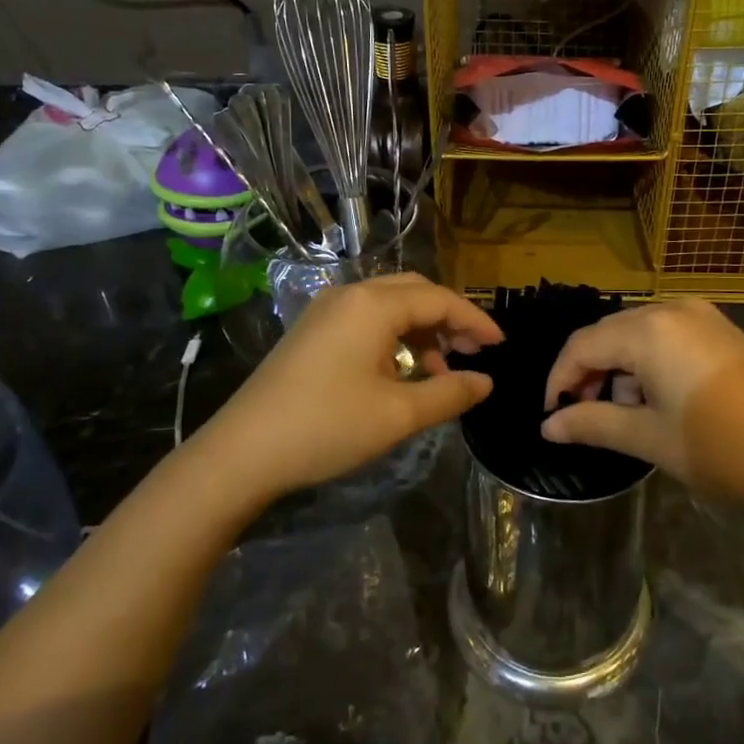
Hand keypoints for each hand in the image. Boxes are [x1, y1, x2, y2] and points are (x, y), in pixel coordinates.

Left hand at [199, 274, 500, 501]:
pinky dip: (394, 336)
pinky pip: (366, 319)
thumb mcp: (397, 414)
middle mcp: (350, 295)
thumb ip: (449, 393)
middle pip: (414, 292)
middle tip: (474, 351)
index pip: (439, 299)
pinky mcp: (312, 331)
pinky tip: (401, 370)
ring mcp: (326, 311)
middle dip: (449, 318)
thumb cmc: (327, 427)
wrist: (242, 452)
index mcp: (373, 305)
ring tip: (439, 369)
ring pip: (389, 304)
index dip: (475, 320)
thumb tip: (486, 382)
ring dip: (421, 329)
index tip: (501, 346)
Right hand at [541, 299, 743, 506]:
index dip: (559, 380)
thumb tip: (547, 427)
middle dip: (590, 375)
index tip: (552, 418)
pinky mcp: (722, 330)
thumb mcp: (651, 439)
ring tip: (626, 417)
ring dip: (621, 371)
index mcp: (648, 330)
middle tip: (585, 419)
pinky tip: (660, 402)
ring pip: (638, 335)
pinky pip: (667, 337)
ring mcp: (702, 316)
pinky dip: (650, 364)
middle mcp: (671, 309)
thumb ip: (593, 424)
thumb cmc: (725, 448)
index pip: (581, 345)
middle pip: (609, 334)